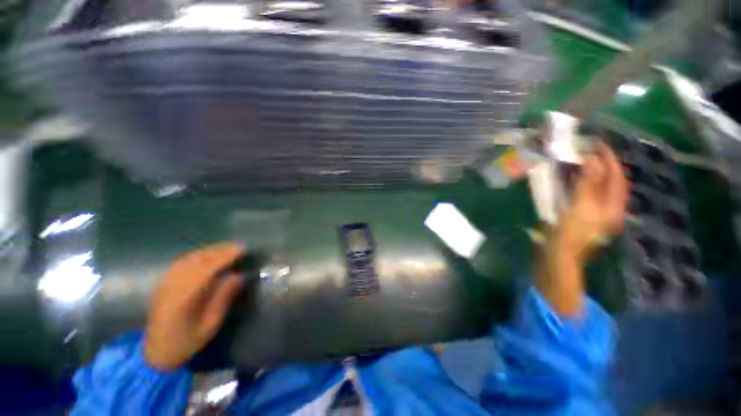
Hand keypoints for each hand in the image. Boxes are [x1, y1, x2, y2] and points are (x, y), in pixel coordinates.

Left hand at [144, 244, 244, 370]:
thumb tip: (238, 276)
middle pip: (196, 260)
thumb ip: (224, 298)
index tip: (242, 250)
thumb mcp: (210, 324)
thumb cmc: (186, 341)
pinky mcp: (163, 284)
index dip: (225, 257)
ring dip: (209, 251)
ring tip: (227, 248)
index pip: (206, 269)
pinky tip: (207, 255)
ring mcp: (165, 284)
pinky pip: (181, 263)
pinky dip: (197, 255)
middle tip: (238, 246)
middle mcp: (172, 286)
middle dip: (219, 250)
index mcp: (183, 298)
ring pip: (188, 259)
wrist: (156, 352)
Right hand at [537, 143, 627, 315]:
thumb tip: (593, 160)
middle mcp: (610, 209)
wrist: (559, 256)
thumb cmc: (570, 233)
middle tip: (589, 150)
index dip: (609, 159)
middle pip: (611, 181)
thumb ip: (587, 184)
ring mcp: (597, 214)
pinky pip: (588, 194)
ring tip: (582, 161)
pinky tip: (574, 180)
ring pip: (599, 188)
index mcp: (613, 207)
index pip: (616, 177)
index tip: (597, 143)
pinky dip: (583, 184)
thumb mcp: (580, 207)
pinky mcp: (584, 217)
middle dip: (603, 164)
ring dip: (592, 173)